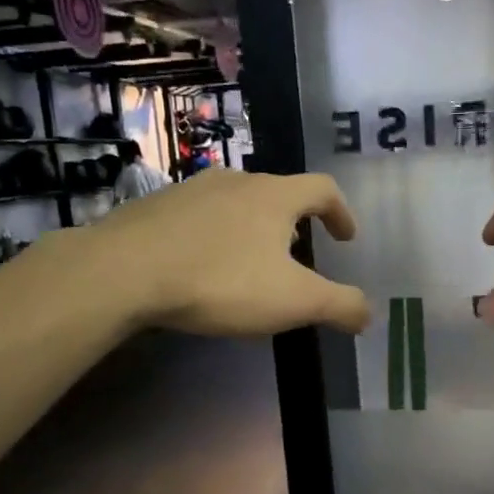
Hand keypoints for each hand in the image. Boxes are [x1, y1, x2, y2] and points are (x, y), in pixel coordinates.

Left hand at [90, 168, 370, 334]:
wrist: (125, 271)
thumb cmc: (222, 281)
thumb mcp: (294, 301)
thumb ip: (340, 305)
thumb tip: (368, 313)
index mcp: (275, 196)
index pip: (323, 189)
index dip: (341, 212)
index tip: (346, 238)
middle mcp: (236, 181)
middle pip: (278, 193)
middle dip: (295, 223)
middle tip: (298, 256)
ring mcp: (191, 190)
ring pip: (236, 203)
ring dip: (252, 228)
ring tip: (250, 263)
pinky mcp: (155, 207)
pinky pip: (198, 218)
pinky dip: (214, 236)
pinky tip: (202, 266)